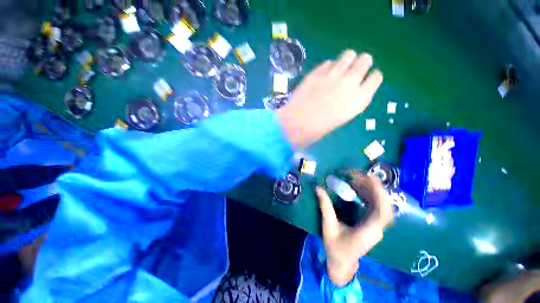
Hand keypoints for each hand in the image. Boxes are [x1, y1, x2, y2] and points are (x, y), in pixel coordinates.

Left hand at [276, 50, 382, 147]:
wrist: (297, 124)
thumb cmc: (319, 129)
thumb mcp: (342, 117)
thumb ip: (350, 101)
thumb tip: (349, 91)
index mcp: (360, 98)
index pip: (376, 77)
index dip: (371, 77)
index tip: (366, 79)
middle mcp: (351, 82)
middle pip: (365, 60)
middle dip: (361, 63)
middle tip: (352, 71)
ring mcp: (334, 74)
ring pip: (349, 54)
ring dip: (347, 60)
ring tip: (339, 69)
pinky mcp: (317, 71)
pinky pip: (329, 62)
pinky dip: (328, 67)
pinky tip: (323, 75)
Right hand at [316, 171, 392, 285]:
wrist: (342, 263)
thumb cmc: (335, 247)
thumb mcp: (328, 226)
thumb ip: (325, 206)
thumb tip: (318, 188)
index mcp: (368, 231)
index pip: (382, 212)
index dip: (379, 194)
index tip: (370, 179)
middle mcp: (377, 229)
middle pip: (385, 206)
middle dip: (376, 188)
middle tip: (361, 175)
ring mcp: (376, 227)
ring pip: (382, 206)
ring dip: (372, 191)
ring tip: (358, 179)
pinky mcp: (373, 225)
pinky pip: (376, 207)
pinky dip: (369, 196)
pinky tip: (359, 189)